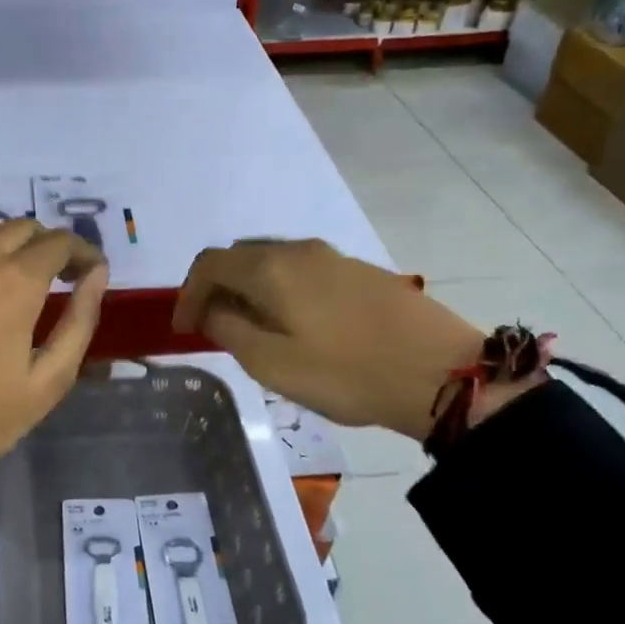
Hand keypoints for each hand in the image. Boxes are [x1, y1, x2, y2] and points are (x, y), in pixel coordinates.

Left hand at [0, 219, 108, 478]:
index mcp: (15, 281)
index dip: (83, 252)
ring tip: (14, 276)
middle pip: (22, 228)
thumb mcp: (51, 377)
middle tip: (58, 277)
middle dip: (48, 246)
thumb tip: (97, 273)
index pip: (60, 242)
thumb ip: (80, 318)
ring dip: (7, 244)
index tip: (91, 272)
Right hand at [173, 239, 485, 441]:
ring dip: (249, 289)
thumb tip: (214, 310)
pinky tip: (293, 323)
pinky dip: (280, 290)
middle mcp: (299, 250)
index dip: (188, 294)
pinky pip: (301, 271)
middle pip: (240, 256)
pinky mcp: (360, 271)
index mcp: (271, 268)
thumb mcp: (272, 363)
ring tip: (250, 328)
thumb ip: (231, 330)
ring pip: (272, 262)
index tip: (184, 330)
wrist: (440, 372)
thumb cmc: (346, 373)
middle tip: (211, 327)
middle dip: (216, 288)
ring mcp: (334, 257)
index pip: (209, 264)